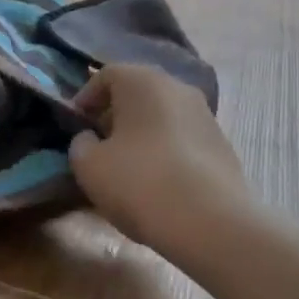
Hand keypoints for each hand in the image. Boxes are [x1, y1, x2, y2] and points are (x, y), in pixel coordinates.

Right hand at [69, 64, 252, 255]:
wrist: (211, 223)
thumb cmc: (139, 182)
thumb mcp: (88, 165)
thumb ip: (80, 144)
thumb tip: (91, 139)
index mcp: (142, 81)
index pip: (106, 75)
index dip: (85, 98)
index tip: (76, 125)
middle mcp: (177, 87)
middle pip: (137, 93)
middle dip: (115, 116)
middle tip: (99, 145)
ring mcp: (205, 115)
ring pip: (162, 116)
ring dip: (142, 134)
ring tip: (128, 168)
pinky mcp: (223, 145)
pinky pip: (183, 139)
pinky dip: (166, 151)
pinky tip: (158, 183)